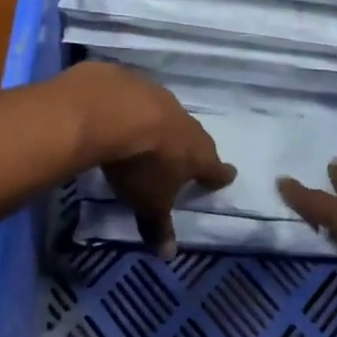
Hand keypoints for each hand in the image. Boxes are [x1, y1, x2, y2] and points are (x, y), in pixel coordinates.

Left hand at [64, 64, 235, 257]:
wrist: (111, 111)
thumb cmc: (141, 165)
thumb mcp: (148, 202)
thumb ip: (158, 226)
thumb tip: (168, 256)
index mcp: (198, 154)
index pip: (216, 168)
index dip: (219, 176)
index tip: (225, 176)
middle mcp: (185, 122)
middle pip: (194, 137)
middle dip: (190, 148)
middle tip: (185, 156)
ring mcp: (158, 97)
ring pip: (164, 113)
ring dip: (159, 124)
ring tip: (148, 134)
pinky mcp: (129, 80)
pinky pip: (133, 96)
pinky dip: (128, 106)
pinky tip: (115, 112)